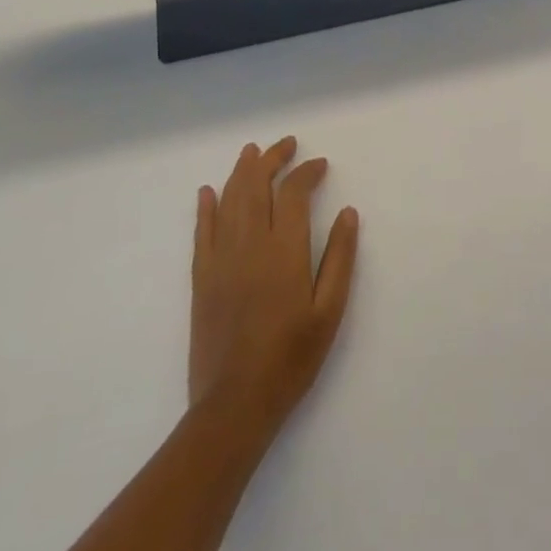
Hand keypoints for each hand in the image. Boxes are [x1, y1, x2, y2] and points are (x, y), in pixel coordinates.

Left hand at [189, 137, 359, 441]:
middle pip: (256, 186)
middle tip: (287, 144)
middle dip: (271, 159)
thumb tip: (348, 213)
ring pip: (228, 200)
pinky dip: (205, 207)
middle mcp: (249, 244)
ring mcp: (221, 259)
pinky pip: (201, 232)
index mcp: (284, 250)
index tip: (320, 164)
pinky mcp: (202, 278)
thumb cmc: (290, 359)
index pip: (293, 193)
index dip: (307, 172)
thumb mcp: (329, 312)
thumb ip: (339, 258)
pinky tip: (208, 191)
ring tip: (252, 152)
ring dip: (241, 171)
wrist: (234, 406)